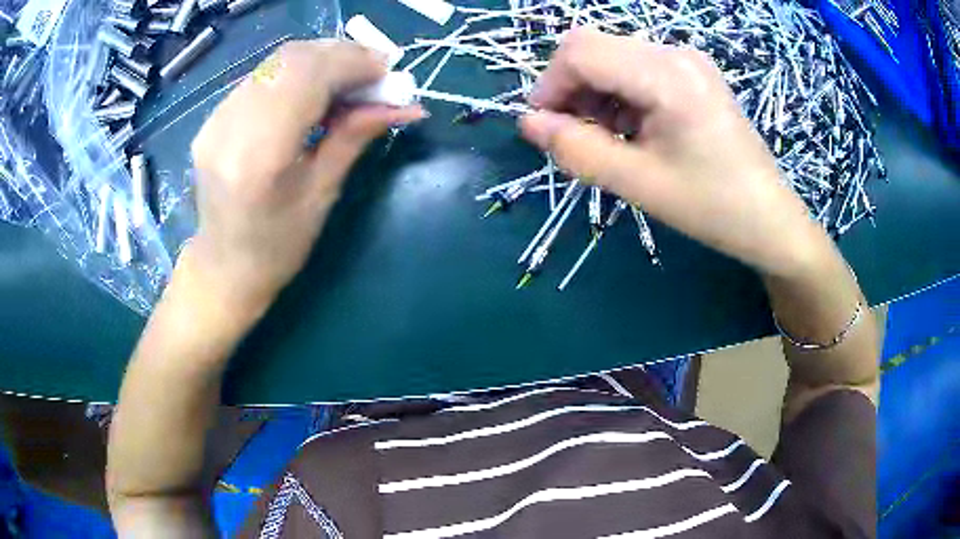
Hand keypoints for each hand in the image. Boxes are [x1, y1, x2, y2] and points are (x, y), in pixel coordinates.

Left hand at [188, 40, 425, 309]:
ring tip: (350, 78)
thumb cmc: (278, 246)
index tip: (388, 69)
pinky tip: (315, 88)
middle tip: (375, 70)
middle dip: (340, 55)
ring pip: (276, 62)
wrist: (223, 266)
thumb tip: (406, 105)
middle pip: (291, 59)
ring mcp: (215, 120)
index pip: (307, 77)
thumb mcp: (323, 194)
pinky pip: (262, 77)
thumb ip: (355, 136)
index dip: (353, 62)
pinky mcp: (212, 118)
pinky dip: (296, 72)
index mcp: (258, 156)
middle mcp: (229, 127)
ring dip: (320, 59)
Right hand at [520, 28, 832, 277]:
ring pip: (611, 57)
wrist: (769, 219)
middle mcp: (675, 53)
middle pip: (593, 48)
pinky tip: (631, 130)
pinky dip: (617, 95)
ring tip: (608, 141)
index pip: (581, 51)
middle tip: (576, 138)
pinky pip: (634, 68)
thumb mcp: (639, 184)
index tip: (544, 128)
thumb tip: (528, 123)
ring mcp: (686, 60)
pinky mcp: (690, 72)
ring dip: (593, 94)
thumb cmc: (712, 207)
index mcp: (667, 75)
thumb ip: (578, 150)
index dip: (550, 85)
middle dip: (570, 89)